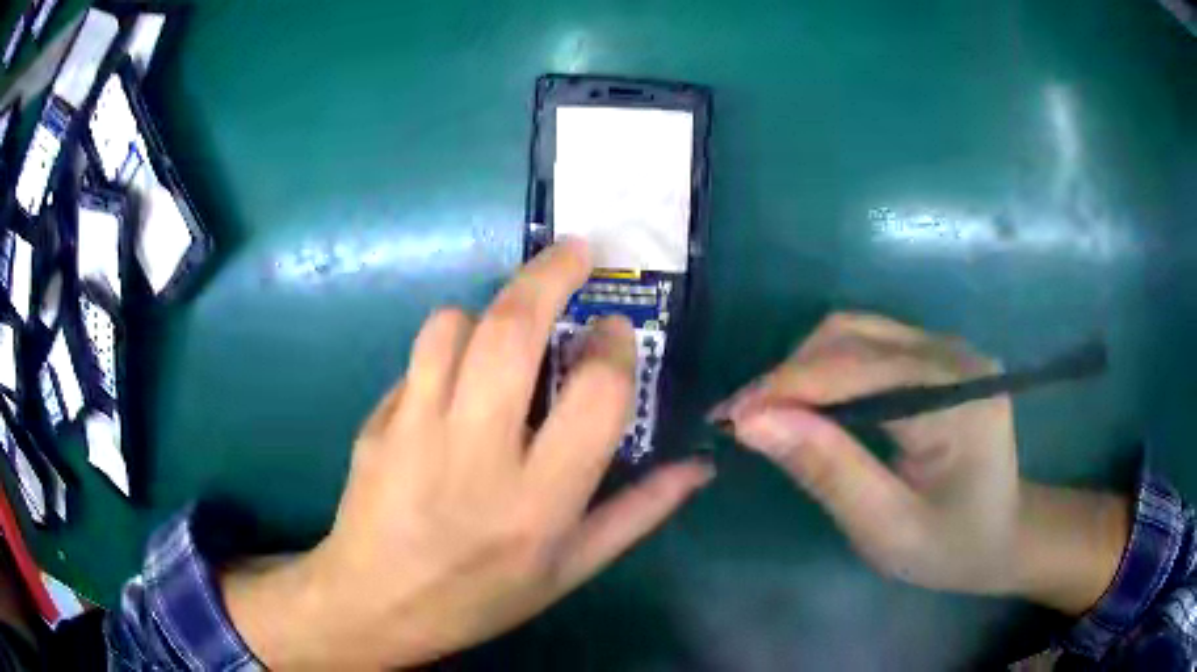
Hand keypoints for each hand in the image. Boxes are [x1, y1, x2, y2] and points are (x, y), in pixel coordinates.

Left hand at [224, 240, 713, 668]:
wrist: (375, 605)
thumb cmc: (480, 598)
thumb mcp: (570, 572)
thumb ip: (638, 514)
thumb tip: (699, 468)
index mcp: (539, 503)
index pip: (596, 395)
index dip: (615, 347)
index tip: (614, 330)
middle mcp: (477, 457)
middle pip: (514, 332)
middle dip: (550, 275)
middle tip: (575, 252)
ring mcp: (415, 433)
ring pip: (453, 327)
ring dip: (490, 311)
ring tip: (509, 328)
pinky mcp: (377, 423)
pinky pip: (418, 358)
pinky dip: (447, 349)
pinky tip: (457, 380)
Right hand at [712, 313, 1128, 613]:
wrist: (1005, 534)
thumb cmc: (952, 547)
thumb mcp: (887, 528)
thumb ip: (828, 471)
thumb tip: (753, 422)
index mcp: (958, 400)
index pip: (859, 369)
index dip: (787, 387)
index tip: (727, 418)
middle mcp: (955, 355)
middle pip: (853, 335)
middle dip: (790, 375)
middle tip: (744, 422)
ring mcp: (949, 349)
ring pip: (856, 332)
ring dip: (804, 369)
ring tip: (769, 415)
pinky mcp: (938, 356)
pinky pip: (870, 344)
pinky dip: (828, 371)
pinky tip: (809, 405)